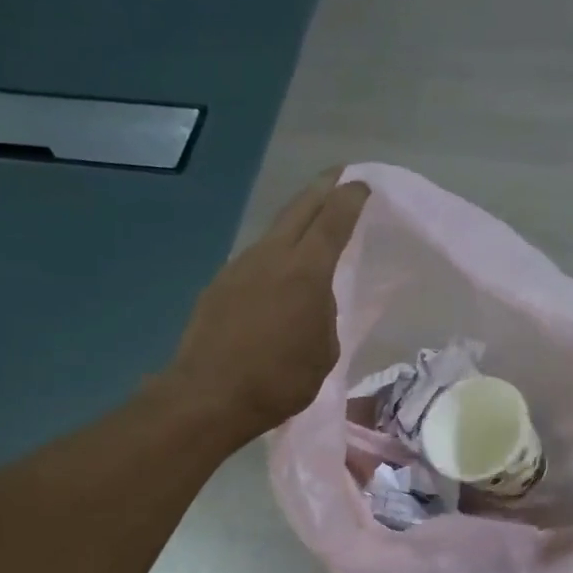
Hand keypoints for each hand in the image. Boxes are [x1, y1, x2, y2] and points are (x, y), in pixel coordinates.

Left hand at [162, 171, 370, 447]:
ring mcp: (239, 267)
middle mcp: (271, 256)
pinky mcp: (219, 284)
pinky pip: (255, 260)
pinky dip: (274, 255)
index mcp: (305, 271)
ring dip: (295, 222)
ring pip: (274, 233)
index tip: (362, 184)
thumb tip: (313, 300)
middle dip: (321, 189)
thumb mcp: (324, 352)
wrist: (210, 395)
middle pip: (299, 209)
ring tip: (311, 225)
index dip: (349, 199)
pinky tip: (278, 273)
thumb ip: (325, 315)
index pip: (332, 221)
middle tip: (338, 177)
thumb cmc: (279, 379)